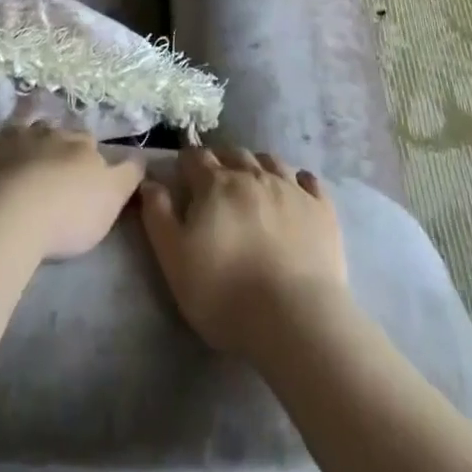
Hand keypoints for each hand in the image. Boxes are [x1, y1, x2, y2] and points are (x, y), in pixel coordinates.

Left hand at [0, 121, 143, 261]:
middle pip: (52, 130)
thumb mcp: (112, 199)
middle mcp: (45, 133)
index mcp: (79, 145)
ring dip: (17, 128)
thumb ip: (128, 175)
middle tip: (49, 159)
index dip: (86, 153)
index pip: (87, 142)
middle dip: (51, 139)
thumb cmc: (68, 214)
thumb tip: (140, 156)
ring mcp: (7, 138)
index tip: (86, 168)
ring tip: (15, 138)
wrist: (12, 216)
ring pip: (15, 124)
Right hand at [139, 146, 346, 356]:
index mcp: (216, 185)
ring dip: (257, 164)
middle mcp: (253, 175)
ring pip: (270, 160)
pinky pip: (308, 180)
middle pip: (233, 153)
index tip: (183, 174)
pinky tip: (296, 188)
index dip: (187, 162)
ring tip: (253, 180)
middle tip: (216, 180)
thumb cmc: (226, 292)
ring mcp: (291, 188)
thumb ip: (158, 216)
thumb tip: (150, 182)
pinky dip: (298, 179)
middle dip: (221, 160)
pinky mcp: (321, 208)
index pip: (196, 158)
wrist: (296, 318)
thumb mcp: (175, 260)